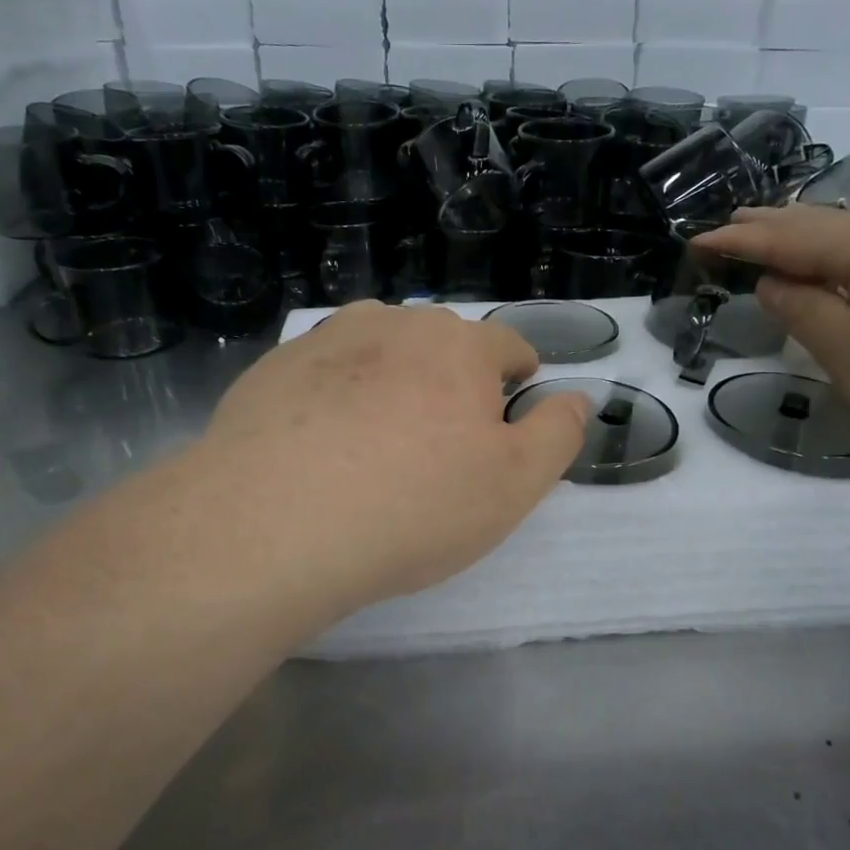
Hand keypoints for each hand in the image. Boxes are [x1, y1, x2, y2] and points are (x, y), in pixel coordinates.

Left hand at [197, 302, 588, 615]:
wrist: (275, 525)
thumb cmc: (414, 507)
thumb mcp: (514, 485)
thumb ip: (557, 434)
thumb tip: (576, 398)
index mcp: (459, 346)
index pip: (507, 345)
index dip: (518, 376)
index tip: (510, 410)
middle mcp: (394, 324)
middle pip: (440, 342)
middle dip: (452, 379)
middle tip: (442, 440)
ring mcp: (325, 341)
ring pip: (378, 347)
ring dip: (392, 376)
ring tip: (380, 434)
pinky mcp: (272, 369)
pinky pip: (322, 372)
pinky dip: (335, 394)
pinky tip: (321, 442)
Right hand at [693, 206, 849, 480]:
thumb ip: (804, 312)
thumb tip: (773, 283)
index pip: (793, 236)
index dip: (743, 239)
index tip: (696, 241)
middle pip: (827, 227)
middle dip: (773, 226)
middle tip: (727, 226)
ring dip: (806, 241)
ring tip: (770, 239)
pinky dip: (838, 264)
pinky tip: (834, 272)